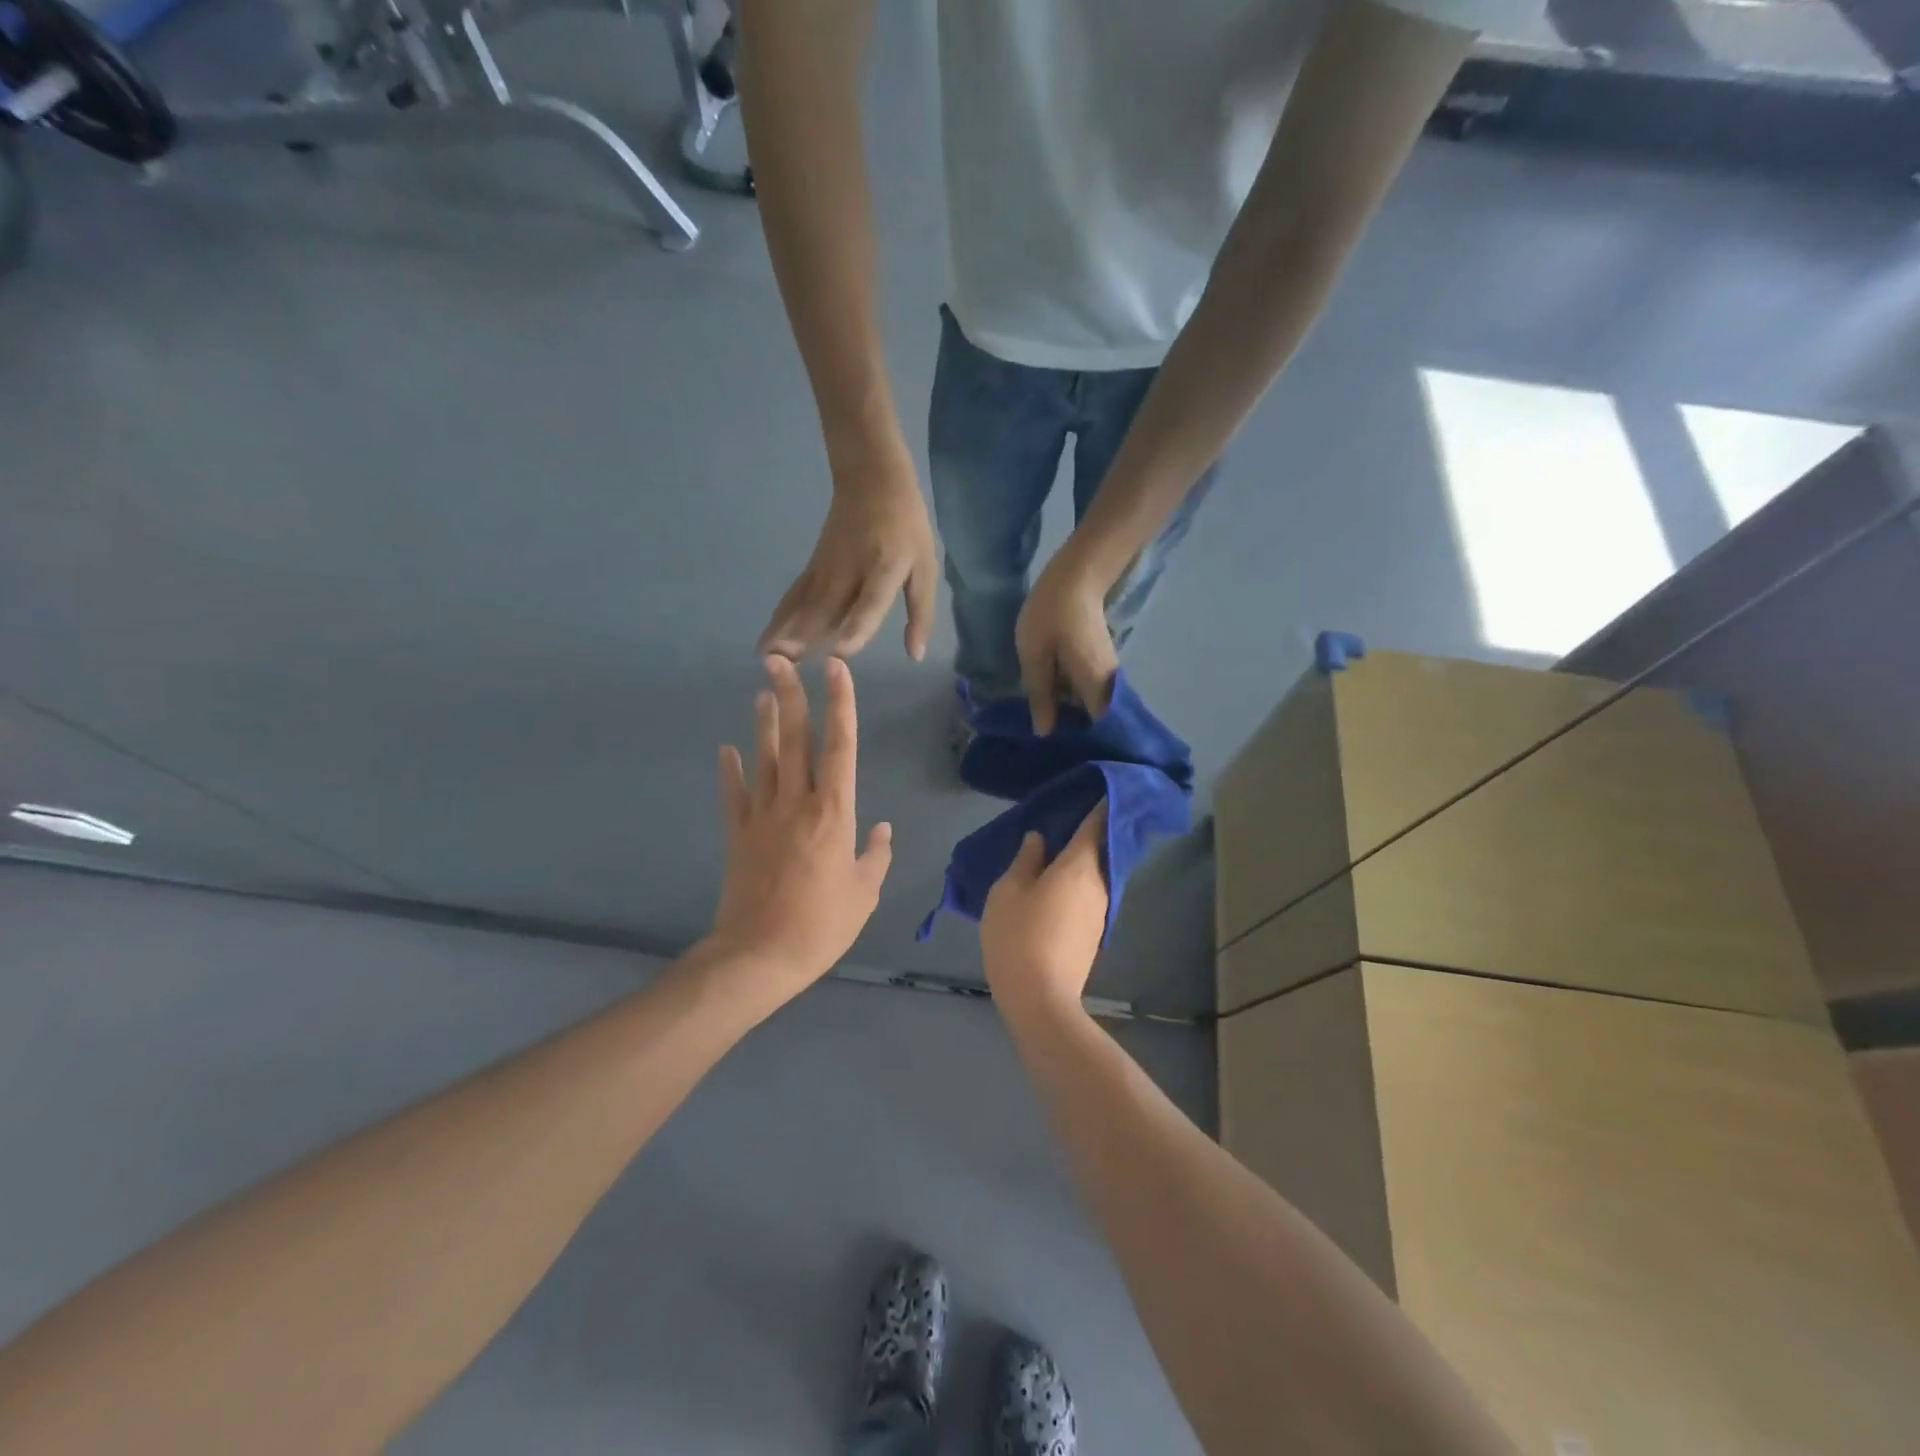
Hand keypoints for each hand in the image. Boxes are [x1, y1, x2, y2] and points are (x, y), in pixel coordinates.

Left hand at [706, 656, 893, 1003]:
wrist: (758, 956)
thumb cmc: (821, 926)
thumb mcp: (864, 894)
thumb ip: (876, 856)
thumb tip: (881, 828)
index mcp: (834, 813)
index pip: (840, 746)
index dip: (840, 704)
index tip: (836, 669)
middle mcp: (797, 803)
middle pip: (793, 739)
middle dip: (789, 695)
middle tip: (778, 658)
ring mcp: (762, 816)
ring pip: (763, 758)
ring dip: (763, 723)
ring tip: (762, 691)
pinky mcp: (738, 835)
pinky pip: (733, 795)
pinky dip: (730, 771)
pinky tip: (726, 749)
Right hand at [759, 452, 938, 662]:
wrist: (871, 478)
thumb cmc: (906, 526)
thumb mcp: (925, 567)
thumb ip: (921, 612)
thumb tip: (915, 655)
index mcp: (886, 570)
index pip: (870, 603)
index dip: (857, 627)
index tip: (841, 653)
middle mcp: (852, 571)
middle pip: (827, 608)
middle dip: (806, 639)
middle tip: (787, 670)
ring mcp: (827, 567)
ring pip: (805, 604)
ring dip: (786, 632)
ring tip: (768, 660)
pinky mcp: (813, 566)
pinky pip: (795, 595)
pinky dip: (780, 617)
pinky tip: (767, 639)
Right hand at [981, 804, 1108, 1022]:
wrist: (1041, 999)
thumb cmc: (1018, 936)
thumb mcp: (1008, 892)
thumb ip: (1025, 861)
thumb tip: (1039, 840)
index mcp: (1079, 867)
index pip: (1094, 825)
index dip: (1098, 806)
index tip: (1100, 788)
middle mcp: (1099, 885)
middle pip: (1097, 851)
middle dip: (1086, 835)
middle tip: (1064, 821)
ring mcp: (1100, 913)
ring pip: (1092, 877)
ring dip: (1079, 864)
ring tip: (1053, 856)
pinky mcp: (1094, 936)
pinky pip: (1087, 897)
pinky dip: (1076, 886)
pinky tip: (1054, 890)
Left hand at [1016, 552, 1118, 735]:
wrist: (1078, 574)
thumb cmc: (1052, 614)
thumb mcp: (1035, 656)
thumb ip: (1040, 695)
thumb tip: (1045, 732)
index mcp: (1095, 686)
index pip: (1099, 729)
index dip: (1083, 744)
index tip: (1062, 754)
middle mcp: (1108, 684)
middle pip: (1097, 720)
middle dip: (1075, 733)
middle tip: (1046, 744)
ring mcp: (1107, 672)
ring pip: (1092, 706)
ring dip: (1072, 716)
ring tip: (1045, 726)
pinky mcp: (1100, 662)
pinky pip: (1088, 691)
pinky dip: (1072, 700)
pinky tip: (1051, 702)